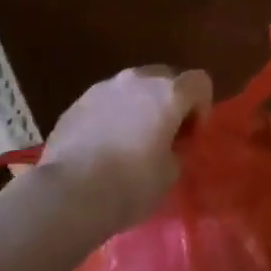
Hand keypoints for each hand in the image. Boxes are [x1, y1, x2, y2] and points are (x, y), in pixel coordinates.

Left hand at [40, 64, 212, 229]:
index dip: (201, 106)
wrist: (68, 194)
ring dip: (138, 105)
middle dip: (169, 100)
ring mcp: (103, 88)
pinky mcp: (77, 103)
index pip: (199, 81)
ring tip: (130, 139)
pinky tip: (103, 145)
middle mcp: (137, 80)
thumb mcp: (170, 173)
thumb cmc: (130, 185)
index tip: (190, 134)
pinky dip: (112, 115)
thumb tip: (168, 145)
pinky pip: (105, 101)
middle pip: (165, 76)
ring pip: (132, 87)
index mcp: (168, 93)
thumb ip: (176, 149)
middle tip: (164, 133)